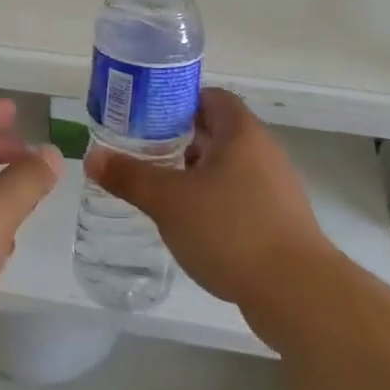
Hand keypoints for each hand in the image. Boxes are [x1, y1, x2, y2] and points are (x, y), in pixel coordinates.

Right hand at [83, 88, 333, 315]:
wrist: (297, 293)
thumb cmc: (231, 229)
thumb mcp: (169, 201)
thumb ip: (130, 176)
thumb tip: (92, 156)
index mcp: (241, 132)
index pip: (210, 97)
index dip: (178, 101)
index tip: (147, 116)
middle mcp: (263, 151)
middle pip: (218, 131)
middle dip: (180, 139)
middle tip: (144, 151)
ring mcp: (276, 187)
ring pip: (229, 167)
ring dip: (197, 173)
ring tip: (162, 189)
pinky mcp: (280, 221)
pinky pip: (241, 197)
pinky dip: (215, 202)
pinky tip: (192, 225)